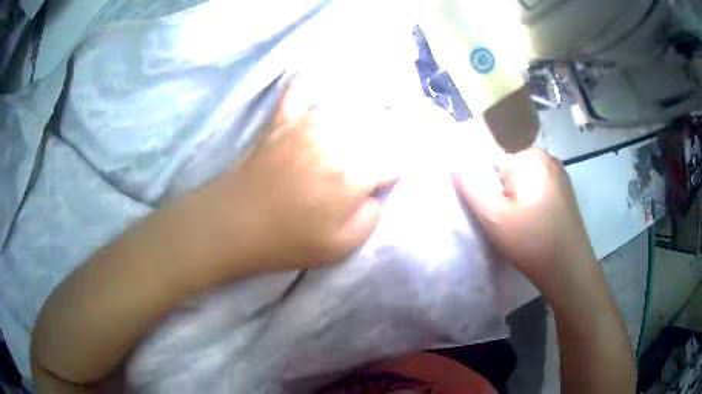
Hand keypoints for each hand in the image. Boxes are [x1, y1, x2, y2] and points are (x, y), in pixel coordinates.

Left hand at [202, 80, 406, 272]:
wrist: (234, 223)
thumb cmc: (288, 240)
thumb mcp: (342, 246)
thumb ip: (371, 214)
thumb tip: (373, 190)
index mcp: (355, 171)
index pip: (399, 154)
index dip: (408, 159)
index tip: (407, 165)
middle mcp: (337, 136)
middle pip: (380, 122)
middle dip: (394, 131)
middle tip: (393, 143)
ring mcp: (306, 122)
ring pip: (350, 104)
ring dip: (366, 109)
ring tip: (371, 116)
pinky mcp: (283, 119)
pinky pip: (300, 91)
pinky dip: (310, 83)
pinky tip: (317, 75)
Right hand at [453, 147, 596, 291]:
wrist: (569, 267)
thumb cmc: (530, 242)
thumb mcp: (493, 217)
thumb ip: (470, 186)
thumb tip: (454, 161)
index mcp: (527, 156)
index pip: (491, 154)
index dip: (484, 179)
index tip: (490, 205)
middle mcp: (545, 155)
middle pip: (508, 162)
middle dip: (500, 184)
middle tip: (503, 215)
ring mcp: (558, 170)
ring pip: (524, 173)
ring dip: (515, 191)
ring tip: (518, 219)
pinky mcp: (564, 186)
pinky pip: (538, 181)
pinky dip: (530, 194)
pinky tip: (533, 217)